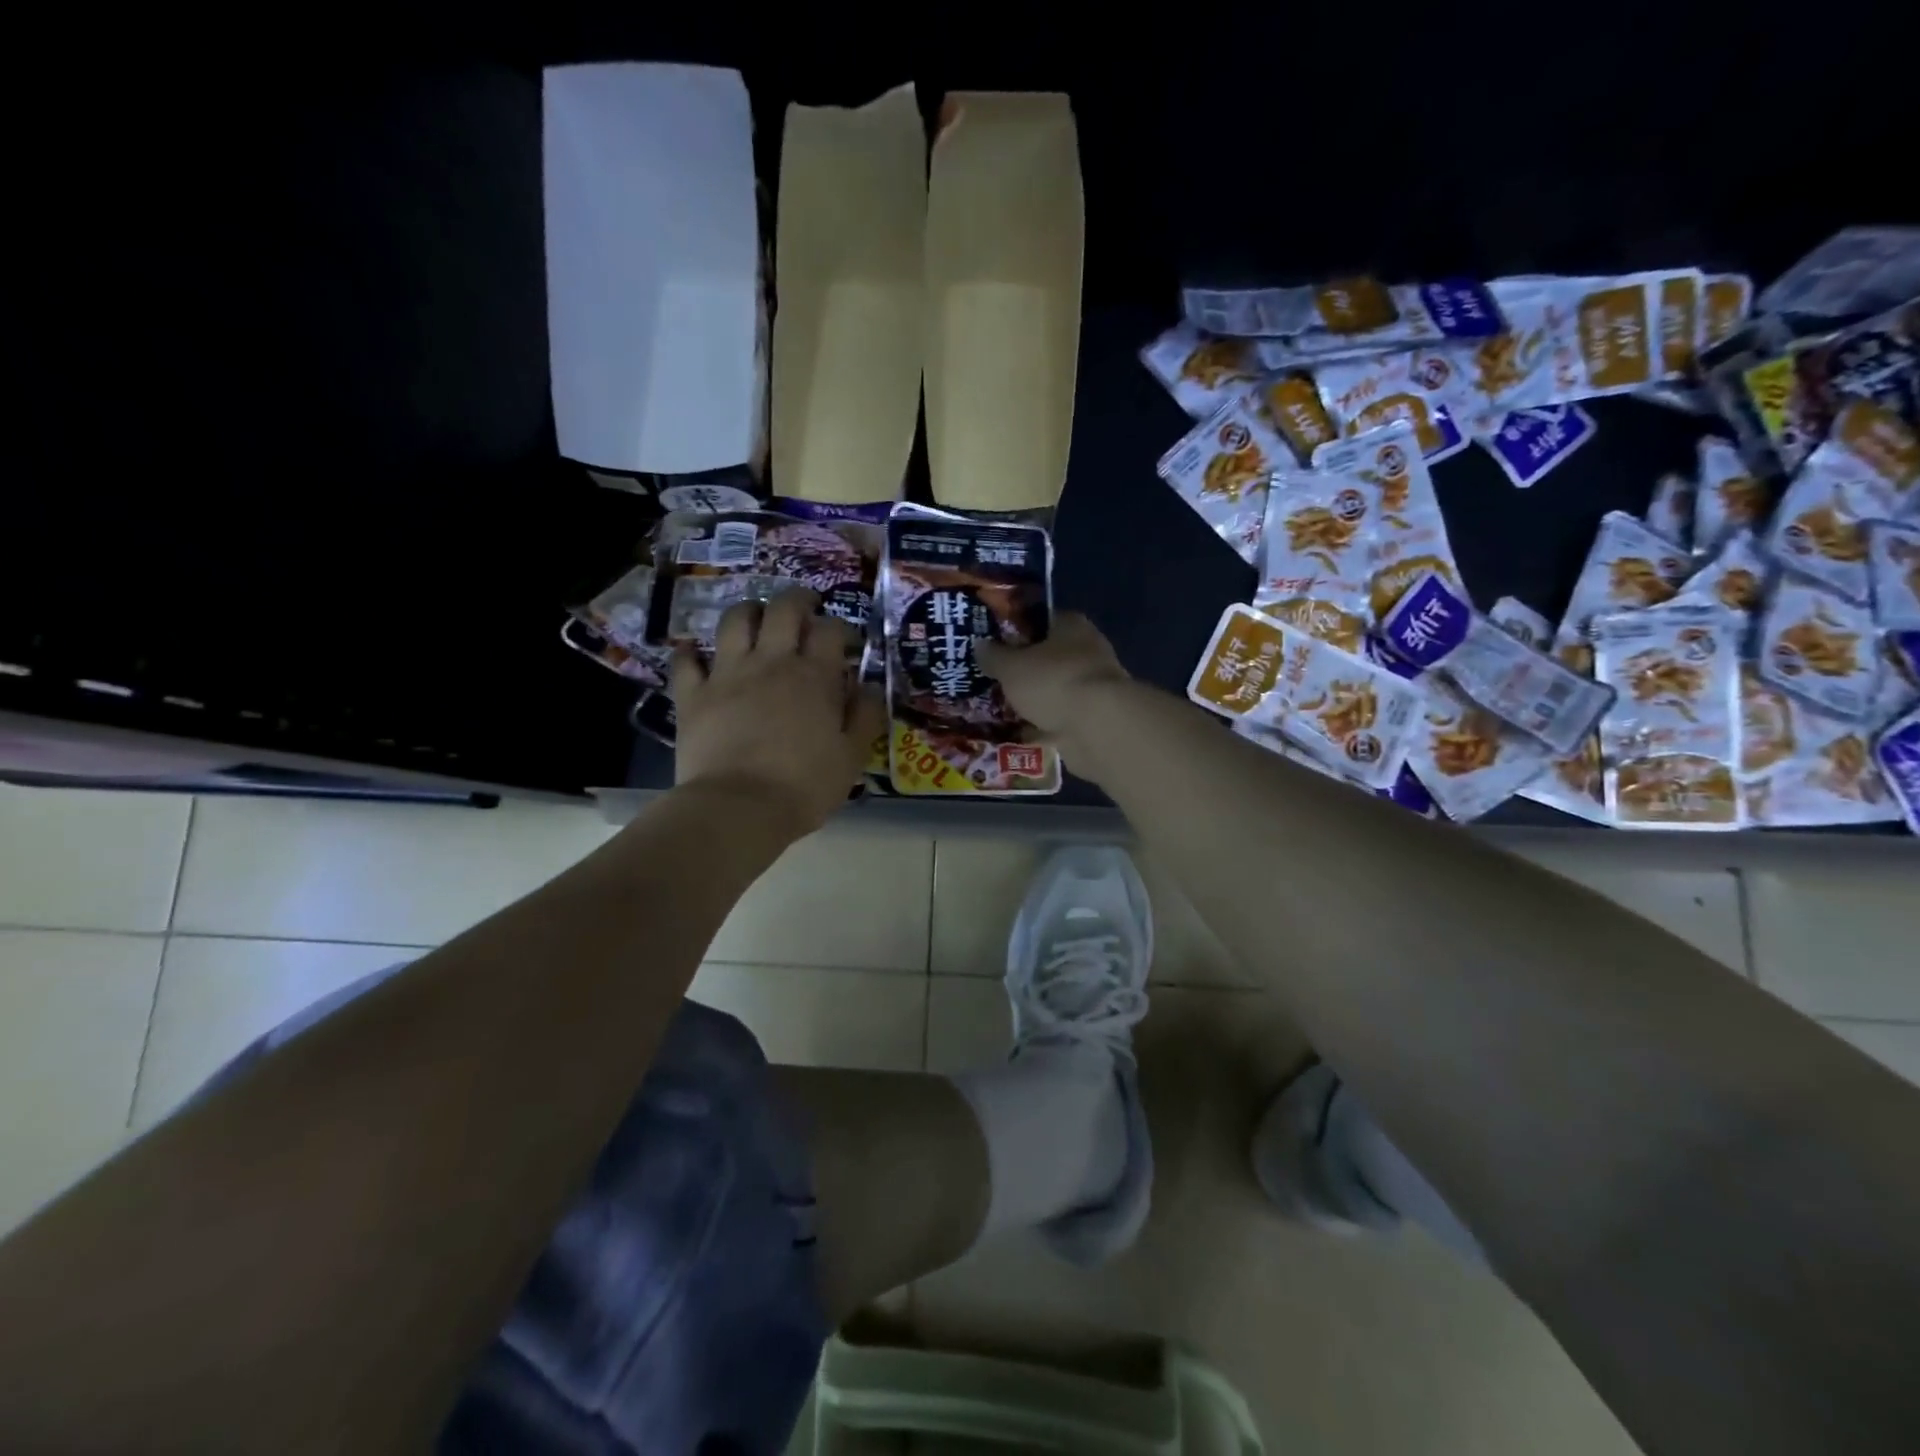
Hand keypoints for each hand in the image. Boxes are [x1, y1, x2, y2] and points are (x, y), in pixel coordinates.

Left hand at [672, 589, 884, 836]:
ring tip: (756, 619)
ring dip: (748, 612)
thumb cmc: (805, 786)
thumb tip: (868, 686)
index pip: (830, 630)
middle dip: (797, 600)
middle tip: (805, 608)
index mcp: (814, 676)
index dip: (840, 628)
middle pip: (783, 609)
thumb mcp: (852, 756)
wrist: (739, 808)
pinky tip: (694, 653)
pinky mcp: (693, 694)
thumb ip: (865, 716)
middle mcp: (771, 662)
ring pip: (735, 621)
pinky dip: (690, 653)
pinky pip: (686, 661)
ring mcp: (727, 673)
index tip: (846, 643)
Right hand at [977, 612, 1131, 771]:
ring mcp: (1094, 686)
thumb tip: (980, 645)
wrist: (1098, 727)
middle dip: (1023, 670)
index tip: (992, 645)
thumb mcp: (1011, 666)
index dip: (1015, 631)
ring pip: (1054, 690)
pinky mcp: (1095, 718)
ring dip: (1034, 699)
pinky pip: (1060, 718)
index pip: (1040, 621)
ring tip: (1001, 709)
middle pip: (1047, 657)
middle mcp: (1087, 651)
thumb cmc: (1053, 682)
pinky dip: (1043, 725)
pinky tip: (1020, 733)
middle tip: (992, 679)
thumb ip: (994, 655)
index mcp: (1071, 626)